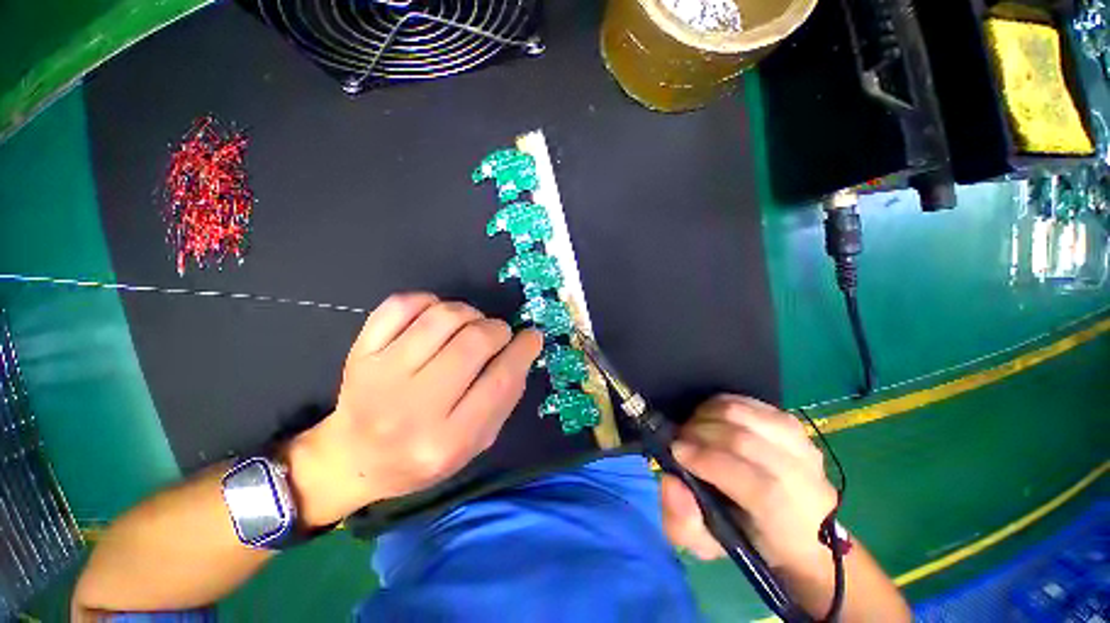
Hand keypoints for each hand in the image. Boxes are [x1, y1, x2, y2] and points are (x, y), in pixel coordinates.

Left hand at [286, 293, 542, 526]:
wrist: (355, 457)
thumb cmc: (424, 455)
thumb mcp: (477, 442)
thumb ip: (506, 397)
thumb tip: (524, 348)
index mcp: (448, 439)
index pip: (501, 380)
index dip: (524, 350)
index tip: (532, 337)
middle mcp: (413, 408)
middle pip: (473, 342)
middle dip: (497, 329)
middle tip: (498, 334)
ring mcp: (381, 375)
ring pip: (442, 317)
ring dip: (469, 313)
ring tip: (469, 325)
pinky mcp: (361, 352)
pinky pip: (402, 304)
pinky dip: (429, 302)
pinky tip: (435, 317)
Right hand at [660, 395, 836, 574]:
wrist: (800, 530)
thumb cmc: (749, 540)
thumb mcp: (708, 547)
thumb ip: (683, 523)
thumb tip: (672, 481)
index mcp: (788, 523)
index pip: (758, 486)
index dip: (711, 462)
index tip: (677, 451)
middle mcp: (805, 481)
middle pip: (747, 441)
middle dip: (700, 433)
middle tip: (679, 437)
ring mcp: (802, 446)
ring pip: (746, 416)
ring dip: (707, 415)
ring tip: (691, 426)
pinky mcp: (792, 425)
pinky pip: (750, 402)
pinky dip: (721, 403)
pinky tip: (708, 415)